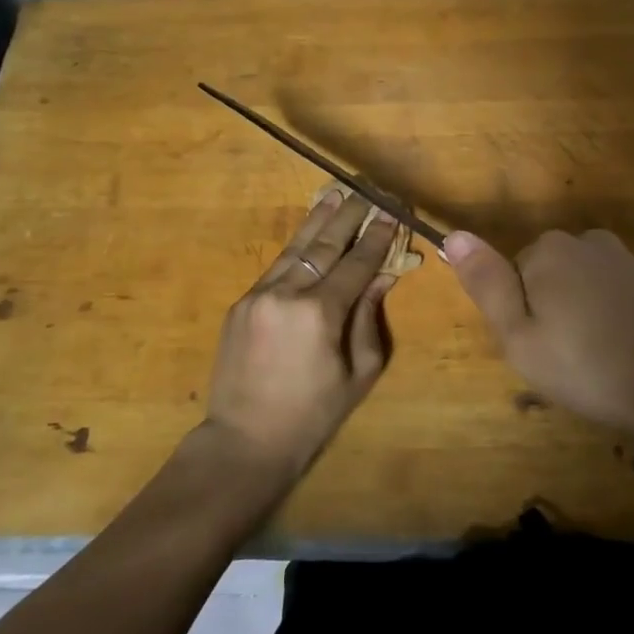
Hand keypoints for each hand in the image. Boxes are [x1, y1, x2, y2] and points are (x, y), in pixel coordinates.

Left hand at [201, 190, 400, 478]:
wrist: (244, 442)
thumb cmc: (312, 414)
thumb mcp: (358, 373)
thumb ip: (369, 318)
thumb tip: (381, 276)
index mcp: (320, 313)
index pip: (357, 262)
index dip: (377, 236)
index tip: (392, 211)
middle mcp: (287, 293)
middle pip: (325, 244)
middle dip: (349, 214)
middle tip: (367, 190)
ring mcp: (258, 295)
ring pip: (296, 247)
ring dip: (318, 219)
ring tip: (336, 193)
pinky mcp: (241, 303)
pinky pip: (277, 267)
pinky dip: (297, 246)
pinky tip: (308, 233)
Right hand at [445, 228, 633, 450]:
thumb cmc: (591, 365)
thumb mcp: (520, 336)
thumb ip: (486, 283)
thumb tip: (453, 234)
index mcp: (548, 250)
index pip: (513, 279)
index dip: (522, 320)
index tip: (542, 353)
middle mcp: (586, 242)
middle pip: (549, 279)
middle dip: (552, 316)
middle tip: (568, 365)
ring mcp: (626, 260)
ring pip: (583, 291)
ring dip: (584, 322)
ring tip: (600, 368)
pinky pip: (616, 301)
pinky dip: (615, 325)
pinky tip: (629, 359)